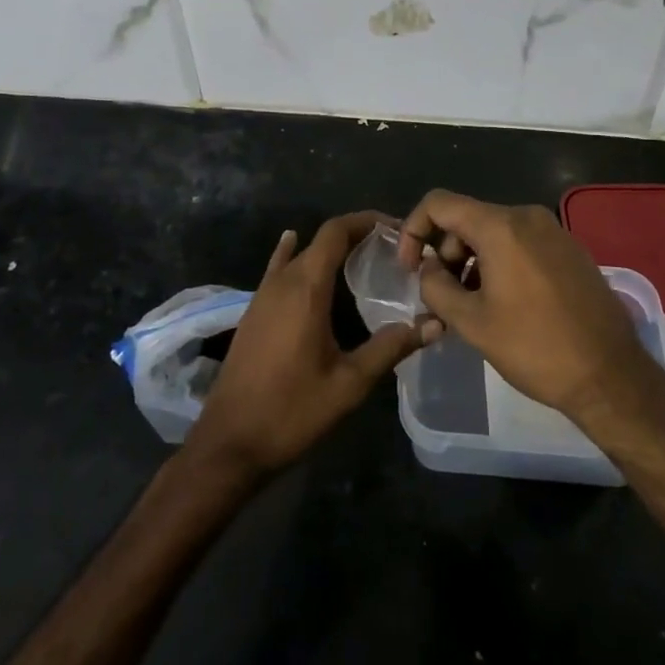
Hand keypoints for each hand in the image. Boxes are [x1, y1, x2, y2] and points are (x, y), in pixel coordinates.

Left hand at [185, 213, 437, 480]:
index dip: (365, 221)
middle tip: (391, 249)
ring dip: (329, 249)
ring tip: (363, 257)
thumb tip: (435, 324)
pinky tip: (293, 245)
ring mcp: (263, 295)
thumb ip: (391, 348)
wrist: (229, 443)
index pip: (335, 231)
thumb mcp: (350, 384)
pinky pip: (278, 269)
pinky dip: (294, 253)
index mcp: (306, 288)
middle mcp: (282, 281)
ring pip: (300, 254)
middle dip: (355, 235)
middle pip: (320, 239)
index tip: (396, 228)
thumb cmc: (292, 411)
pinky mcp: (254, 312)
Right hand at [398, 190, 660, 425]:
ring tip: (471, 305)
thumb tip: (428, 268)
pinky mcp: (569, 249)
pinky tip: (504, 303)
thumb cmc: (535, 347)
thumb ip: (436, 286)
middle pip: (467, 218)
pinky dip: (499, 263)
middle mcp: (527, 216)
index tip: (410, 268)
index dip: (414, 230)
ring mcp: (553, 231)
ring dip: (471, 261)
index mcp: (501, 226)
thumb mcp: (472, 322)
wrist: (611, 375)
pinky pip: (520, 243)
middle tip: (442, 296)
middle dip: (445, 252)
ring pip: (494, 232)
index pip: (439, 203)